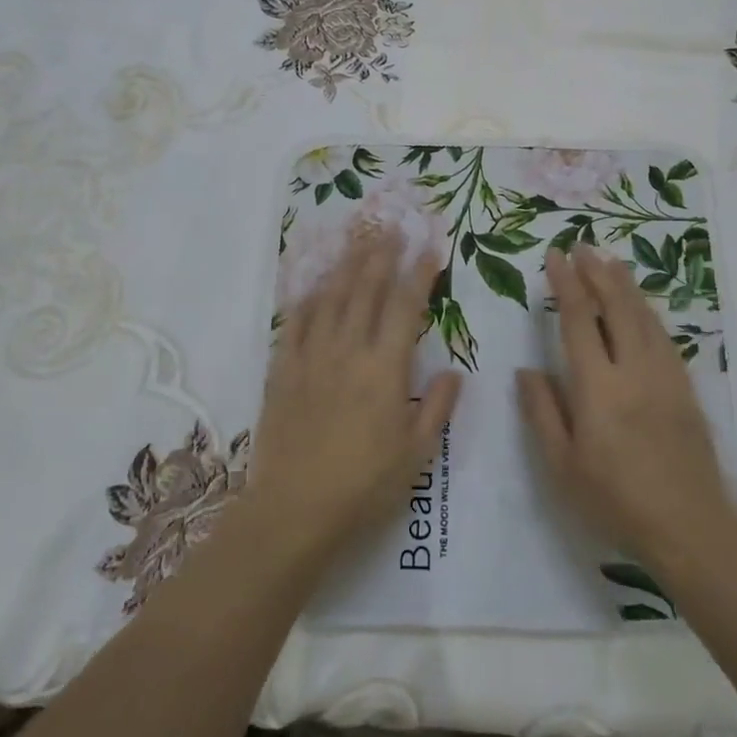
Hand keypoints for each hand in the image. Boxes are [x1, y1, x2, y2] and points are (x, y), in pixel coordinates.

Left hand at [250, 226, 462, 560]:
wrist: (295, 509)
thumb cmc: (364, 485)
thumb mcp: (416, 454)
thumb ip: (437, 408)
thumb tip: (454, 372)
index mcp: (385, 368)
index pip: (406, 306)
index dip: (420, 272)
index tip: (430, 246)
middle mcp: (348, 350)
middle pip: (366, 290)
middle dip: (381, 255)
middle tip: (391, 228)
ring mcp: (311, 357)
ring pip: (330, 298)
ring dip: (345, 266)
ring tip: (357, 240)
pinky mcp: (282, 370)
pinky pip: (293, 323)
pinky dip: (305, 299)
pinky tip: (311, 285)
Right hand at [517, 246, 736, 573]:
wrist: (690, 528)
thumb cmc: (615, 501)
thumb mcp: (562, 466)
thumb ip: (542, 412)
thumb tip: (526, 370)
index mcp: (598, 388)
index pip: (578, 321)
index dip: (565, 284)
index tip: (555, 256)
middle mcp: (633, 370)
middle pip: (616, 307)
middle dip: (597, 272)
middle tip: (582, 246)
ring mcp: (665, 377)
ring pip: (644, 316)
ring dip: (625, 285)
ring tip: (610, 262)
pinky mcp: (685, 389)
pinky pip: (664, 336)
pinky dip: (648, 312)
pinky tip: (641, 307)